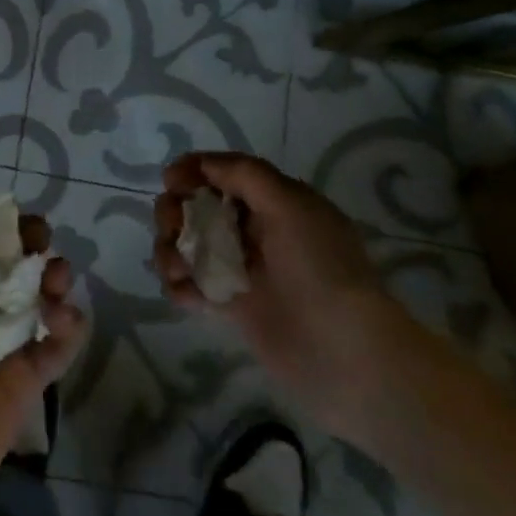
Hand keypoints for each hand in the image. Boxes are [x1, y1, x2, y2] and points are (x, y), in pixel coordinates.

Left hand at [0, 167, 87, 515]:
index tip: (8, 212)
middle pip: (8, 257)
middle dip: (31, 240)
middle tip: (39, 243)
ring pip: (37, 293)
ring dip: (56, 276)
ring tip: (56, 281)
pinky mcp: (23, 379)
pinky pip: (56, 342)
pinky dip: (69, 325)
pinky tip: (62, 320)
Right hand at [155, 152, 425, 437]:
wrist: (345, 351)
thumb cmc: (319, 267)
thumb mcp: (290, 205)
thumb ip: (245, 175)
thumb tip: (203, 165)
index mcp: (274, 202)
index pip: (225, 174)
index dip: (194, 171)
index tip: (170, 180)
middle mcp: (256, 230)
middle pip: (198, 207)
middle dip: (175, 210)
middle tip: (173, 226)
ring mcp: (242, 269)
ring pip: (188, 245)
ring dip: (170, 248)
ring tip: (176, 268)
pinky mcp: (232, 306)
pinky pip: (192, 285)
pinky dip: (179, 285)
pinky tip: (184, 292)